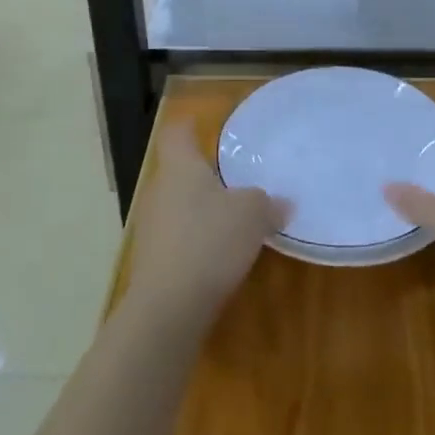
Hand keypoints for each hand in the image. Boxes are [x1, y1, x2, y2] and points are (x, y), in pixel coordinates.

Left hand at [124, 123, 290, 323]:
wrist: (168, 309)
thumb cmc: (209, 241)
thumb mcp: (252, 214)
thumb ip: (268, 203)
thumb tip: (282, 203)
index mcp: (180, 167)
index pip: (177, 133)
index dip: (191, 126)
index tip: (206, 126)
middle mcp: (159, 190)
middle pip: (179, 171)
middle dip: (205, 174)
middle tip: (236, 178)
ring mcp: (152, 227)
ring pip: (179, 206)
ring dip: (202, 210)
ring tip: (233, 219)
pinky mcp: (153, 261)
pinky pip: (178, 238)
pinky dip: (197, 241)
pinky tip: (220, 255)